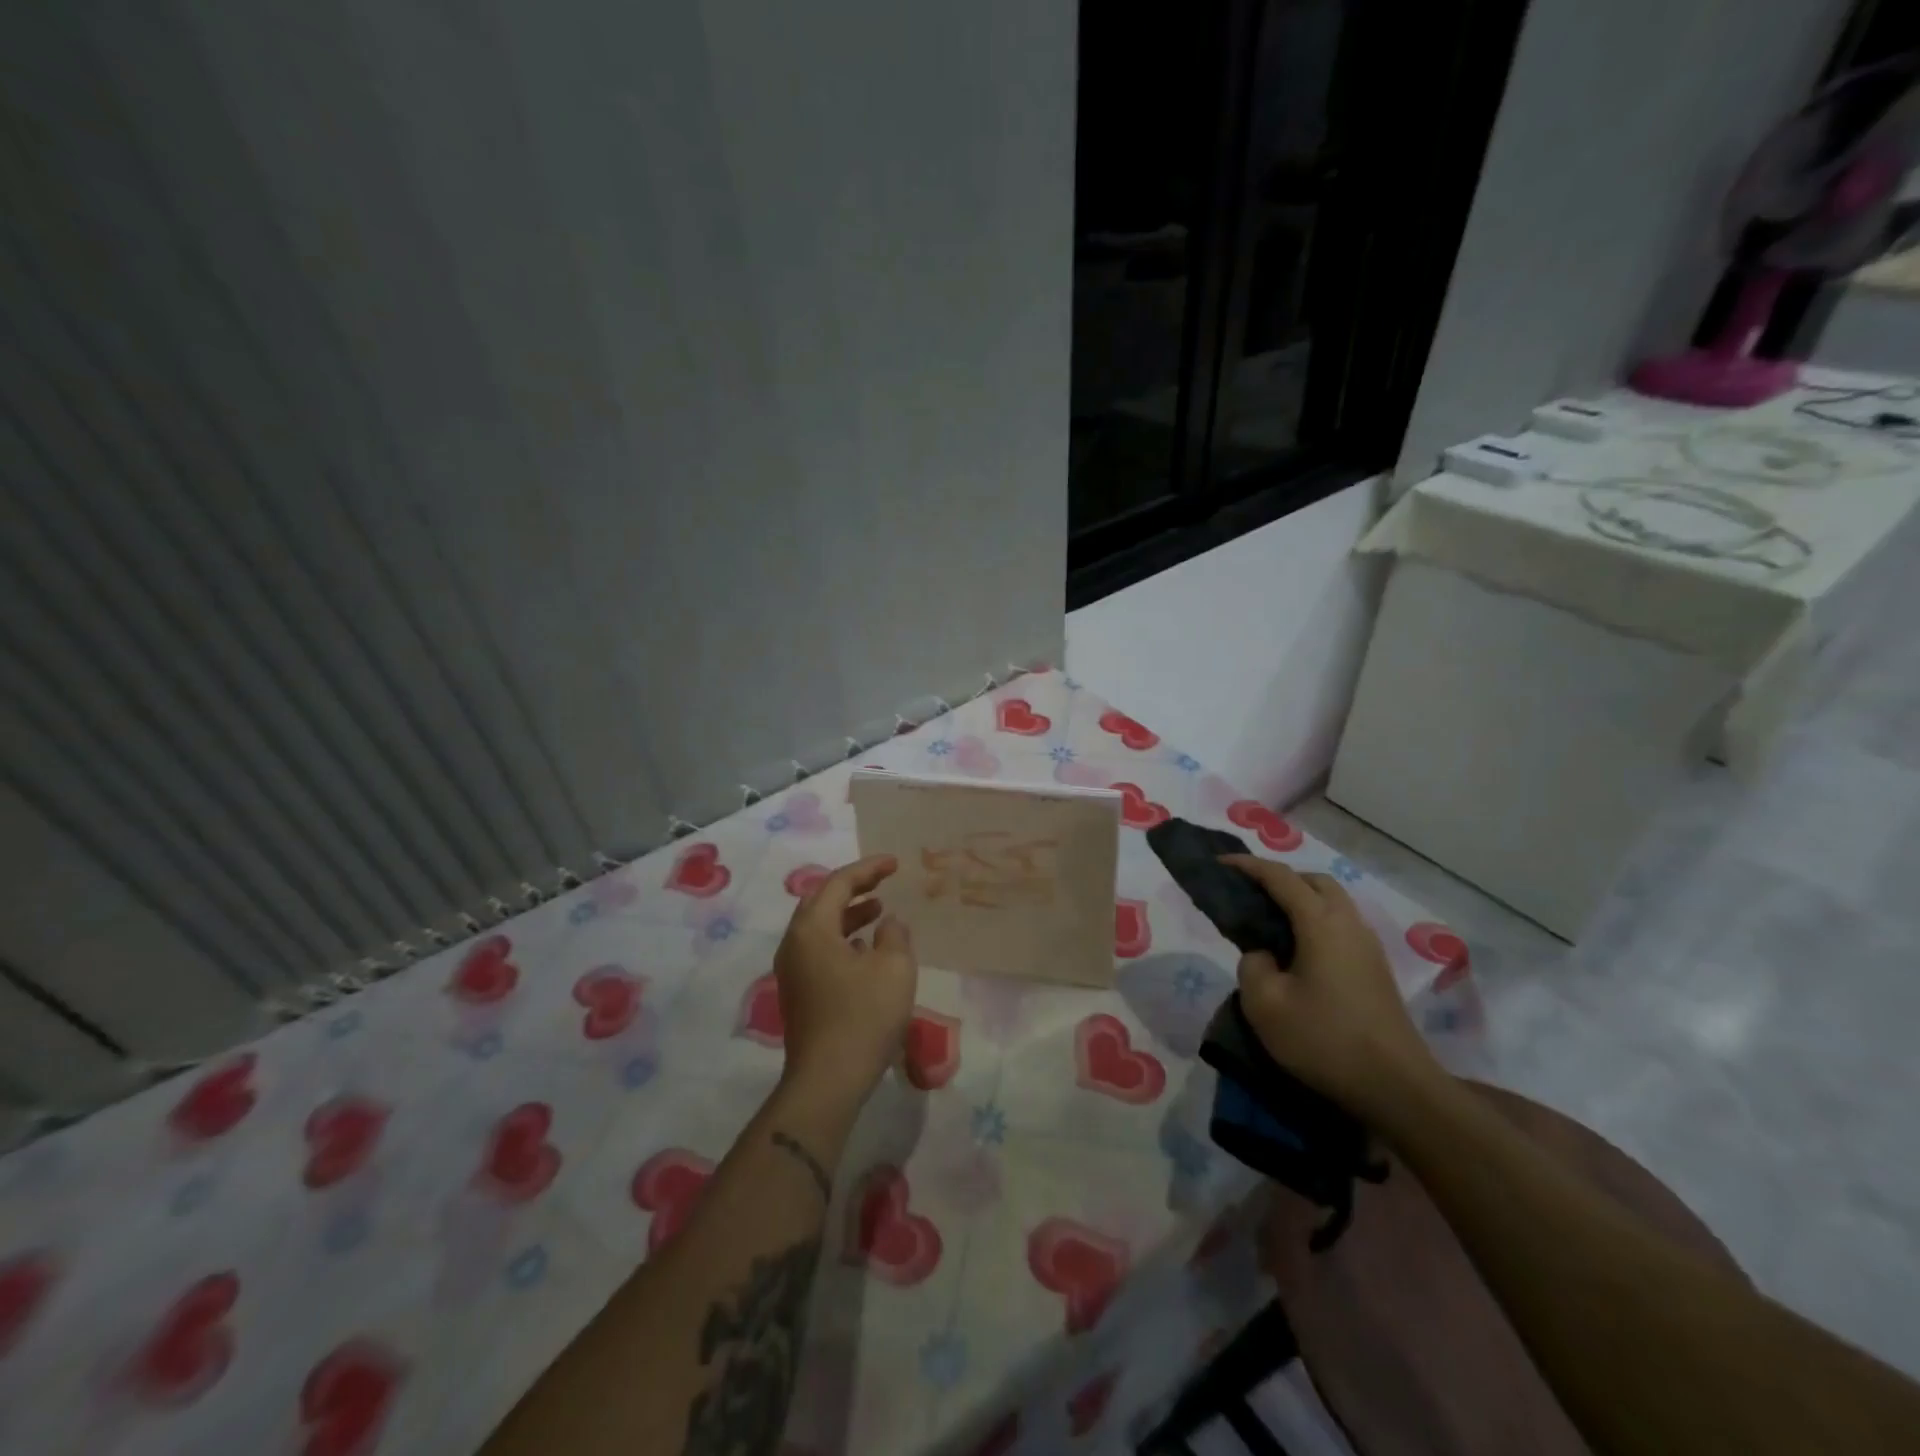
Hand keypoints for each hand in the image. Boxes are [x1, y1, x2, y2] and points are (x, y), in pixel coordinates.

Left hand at [773, 854, 917, 1106]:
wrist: (828, 1081)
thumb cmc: (863, 1016)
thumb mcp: (894, 968)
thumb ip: (895, 935)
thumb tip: (889, 923)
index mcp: (811, 930)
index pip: (838, 884)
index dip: (868, 869)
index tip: (894, 864)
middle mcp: (794, 945)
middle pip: (822, 903)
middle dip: (854, 888)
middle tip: (884, 881)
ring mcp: (792, 972)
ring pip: (820, 929)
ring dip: (849, 915)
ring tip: (880, 911)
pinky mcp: (799, 995)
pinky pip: (820, 951)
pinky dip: (843, 940)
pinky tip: (866, 951)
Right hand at [1222, 854, 1440, 1118]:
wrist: (1396, 1087)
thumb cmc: (1324, 1040)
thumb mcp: (1264, 1005)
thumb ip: (1252, 965)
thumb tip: (1264, 954)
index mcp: (1320, 923)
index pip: (1280, 877)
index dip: (1247, 866)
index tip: (1219, 863)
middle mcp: (1348, 923)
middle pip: (1314, 881)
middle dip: (1280, 879)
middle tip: (1249, 895)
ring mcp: (1367, 946)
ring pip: (1332, 903)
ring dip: (1300, 901)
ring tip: (1269, 924)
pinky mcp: (1375, 968)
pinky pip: (1340, 926)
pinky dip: (1314, 922)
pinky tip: (1297, 953)